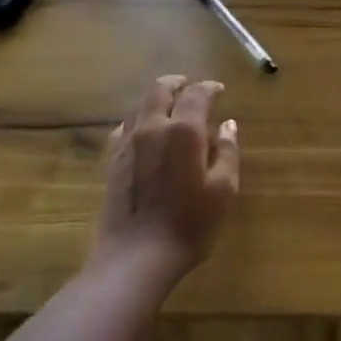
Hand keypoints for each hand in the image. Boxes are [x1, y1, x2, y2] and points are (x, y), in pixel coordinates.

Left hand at [97, 75, 239, 279]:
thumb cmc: (189, 224)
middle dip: (177, 84)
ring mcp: (128, 143)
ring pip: (140, 106)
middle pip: (160, 91)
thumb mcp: (223, 190)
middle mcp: (153, 127)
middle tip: (190, 87)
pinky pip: (125, 128)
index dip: (209, 88)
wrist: (136, 256)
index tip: (219, 89)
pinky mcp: (112, 161)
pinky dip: (138, 120)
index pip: (197, 94)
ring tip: (169, 107)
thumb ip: (228, 152)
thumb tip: (227, 125)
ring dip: (156, 100)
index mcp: (184, 130)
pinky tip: (143, 132)